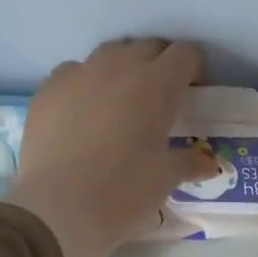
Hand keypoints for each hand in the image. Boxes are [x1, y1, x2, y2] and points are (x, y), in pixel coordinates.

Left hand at [4, 38, 218, 256]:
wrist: (59, 209)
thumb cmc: (125, 192)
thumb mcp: (166, 178)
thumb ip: (190, 162)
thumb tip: (209, 163)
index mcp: (157, 85)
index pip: (185, 55)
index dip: (194, 67)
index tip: (195, 88)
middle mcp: (119, 68)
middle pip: (147, 47)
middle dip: (160, 64)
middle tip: (163, 96)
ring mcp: (79, 74)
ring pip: (109, 55)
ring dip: (123, 68)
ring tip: (123, 100)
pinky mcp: (48, 89)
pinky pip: (74, 72)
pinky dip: (87, 83)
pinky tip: (86, 112)